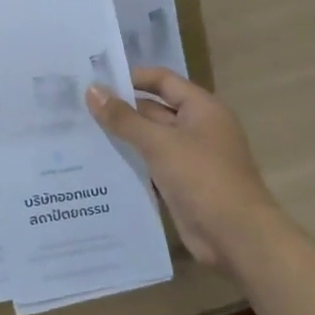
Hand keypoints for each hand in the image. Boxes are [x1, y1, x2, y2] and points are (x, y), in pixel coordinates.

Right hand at [87, 67, 285, 278]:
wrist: (236, 236)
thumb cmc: (202, 178)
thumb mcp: (160, 143)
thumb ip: (123, 118)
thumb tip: (92, 89)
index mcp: (201, 108)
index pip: (163, 80)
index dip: (132, 78)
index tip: (96, 81)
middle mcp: (197, 128)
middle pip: (153, 110)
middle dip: (120, 110)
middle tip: (78, 109)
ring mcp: (189, 158)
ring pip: (150, 141)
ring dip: (122, 139)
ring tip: (80, 134)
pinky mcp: (181, 185)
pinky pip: (151, 167)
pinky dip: (130, 165)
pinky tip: (98, 166)